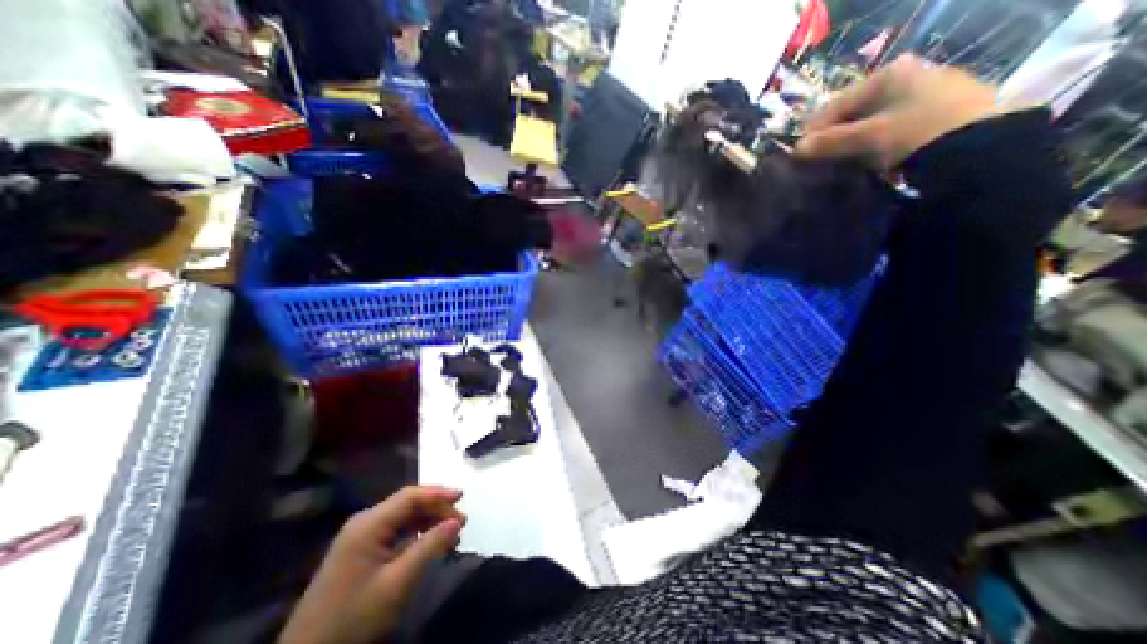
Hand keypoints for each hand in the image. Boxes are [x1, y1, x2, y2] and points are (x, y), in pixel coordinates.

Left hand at [279, 487, 464, 643]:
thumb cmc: (354, 618)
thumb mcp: (397, 583)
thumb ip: (429, 547)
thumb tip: (456, 522)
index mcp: (368, 524)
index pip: (410, 496)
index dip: (438, 493)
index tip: (463, 496)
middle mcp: (364, 523)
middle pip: (408, 504)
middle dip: (436, 509)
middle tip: (461, 523)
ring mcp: (360, 536)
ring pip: (403, 517)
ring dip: (428, 521)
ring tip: (450, 533)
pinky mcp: (359, 550)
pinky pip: (394, 530)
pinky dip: (415, 533)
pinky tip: (428, 543)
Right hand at [800, 53, 1009, 167]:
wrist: (982, 147)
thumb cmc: (916, 132)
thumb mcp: (867, 138)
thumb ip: (829, 142)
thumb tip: (796, 149)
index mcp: (889, 74)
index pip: (836, 104)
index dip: (814, 130)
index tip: (798, 154)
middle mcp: (908, 75)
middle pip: (854, 111)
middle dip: (833, 136)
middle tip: (818, 160)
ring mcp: (925, 92)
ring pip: (872, 120)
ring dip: (852, 141)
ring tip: (840, 163)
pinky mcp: (937, 111)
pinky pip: (891, 127)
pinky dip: (874, 142)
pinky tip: (869, 159)